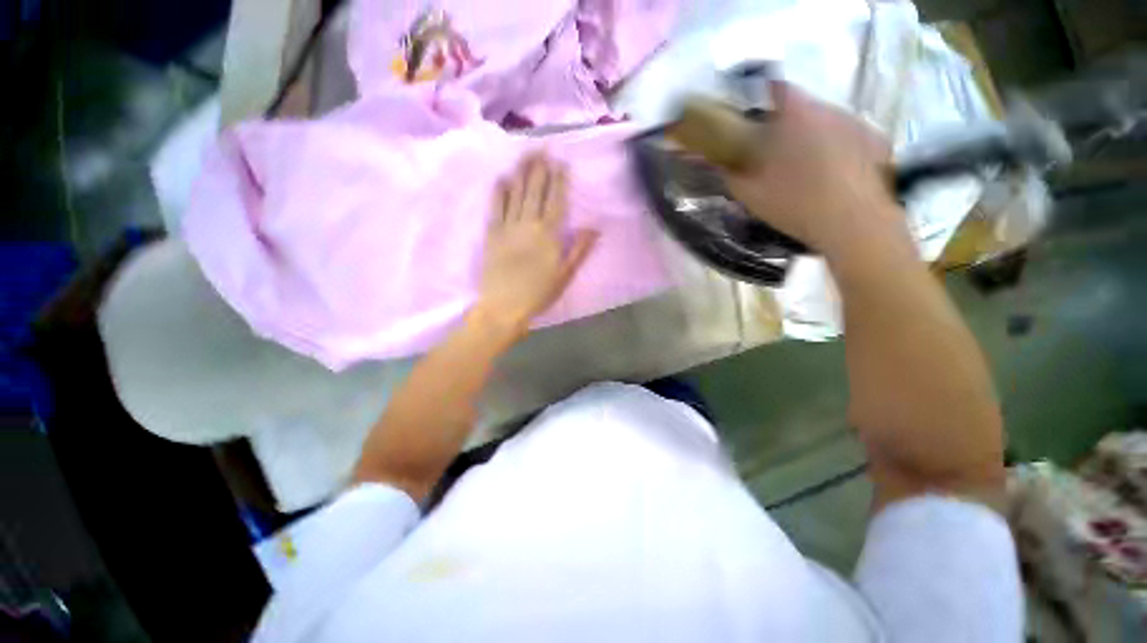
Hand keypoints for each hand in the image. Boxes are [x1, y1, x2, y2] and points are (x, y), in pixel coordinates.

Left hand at [476, 153, 597, 333]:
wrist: (502, 308)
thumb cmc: (538, 294)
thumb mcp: (565, 275)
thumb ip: (579, 249)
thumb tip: (594, 227)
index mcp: (550, 235)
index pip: (557, 200)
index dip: (559, 180)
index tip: (560, 162)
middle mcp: (529, 225)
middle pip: (535, 190)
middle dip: (539, 167)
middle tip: (541, 147)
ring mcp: (508, 227)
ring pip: (516, 193)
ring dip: (521, 172)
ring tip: (525, 154)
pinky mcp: (491, 234)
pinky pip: (495, 207)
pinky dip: (499, 191)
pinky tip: (502, 177)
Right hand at [722, 83, 899, 253]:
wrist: (860, 229)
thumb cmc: (801, 204)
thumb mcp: (752, 193)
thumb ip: (731, 170)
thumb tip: (719, 161)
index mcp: (794, 110)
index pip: (775, 88)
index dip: (765, 100)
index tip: (761, 120)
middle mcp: (827, 108)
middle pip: (806, 107)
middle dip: (797, 124)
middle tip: (789, 153)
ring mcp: (858, 126)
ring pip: (834, 124)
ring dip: (826, 139)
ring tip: (823, 172)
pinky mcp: (881, 149)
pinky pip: (860, 143)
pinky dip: (854, 155)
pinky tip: (849, 180)